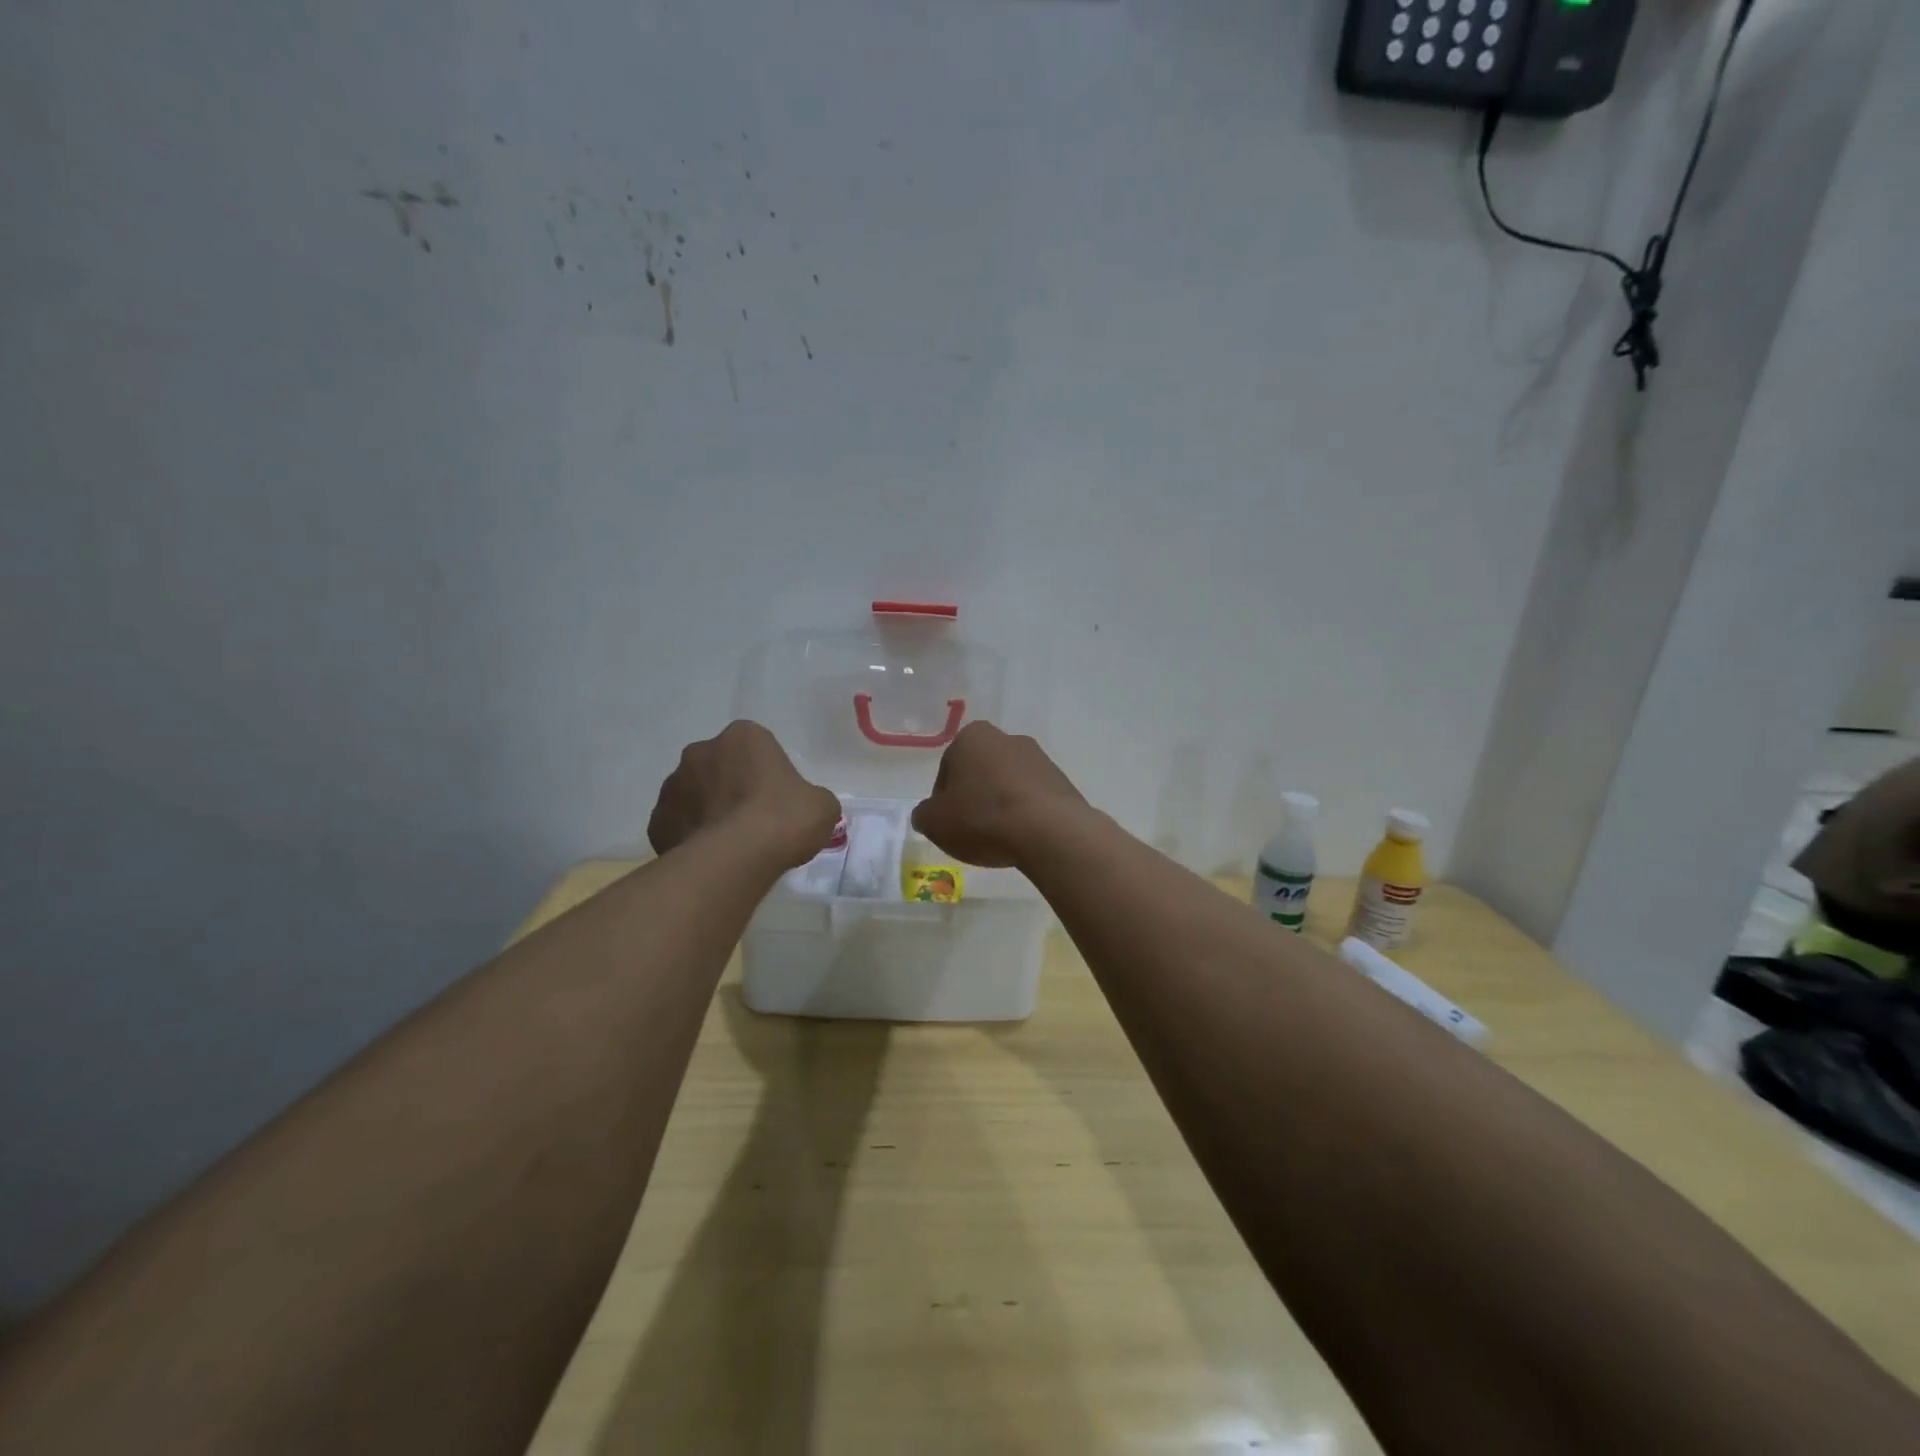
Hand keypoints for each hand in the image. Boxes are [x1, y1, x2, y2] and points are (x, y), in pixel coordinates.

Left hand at [648, 721, 840, 869]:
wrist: (735, 859)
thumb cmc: (784, 820)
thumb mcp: (822, 805)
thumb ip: (810, 798)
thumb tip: (801, 808)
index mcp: (744, 736)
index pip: (757, 748)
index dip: (769, 774)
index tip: (779, 800)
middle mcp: (701, 751)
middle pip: (721, 767)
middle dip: (733, 788)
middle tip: (755, 821)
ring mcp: (672, 786)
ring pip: (695, 795)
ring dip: (709, 811)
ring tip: (732, 845)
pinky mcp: (656, 821)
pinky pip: (678, 826)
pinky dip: (691, 838)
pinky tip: (710, 858)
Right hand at [911, 722, 1089, 867]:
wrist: (1049, 831)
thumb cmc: (982, 818)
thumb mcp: (934, 822)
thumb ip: (924, 814)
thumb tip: (929, 814)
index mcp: (972, 737)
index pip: (947, 769)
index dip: (943, 800)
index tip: (949, 823)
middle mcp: (1006, 738)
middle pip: (980, 773)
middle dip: (974, 798)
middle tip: (971, 831)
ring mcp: (1039, 758)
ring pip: (1007, 785)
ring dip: (1001, 806)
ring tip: (1000, 839)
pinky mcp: (1061, 781)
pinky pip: (1033, 799)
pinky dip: (1025, 815)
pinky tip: (1023, 837)